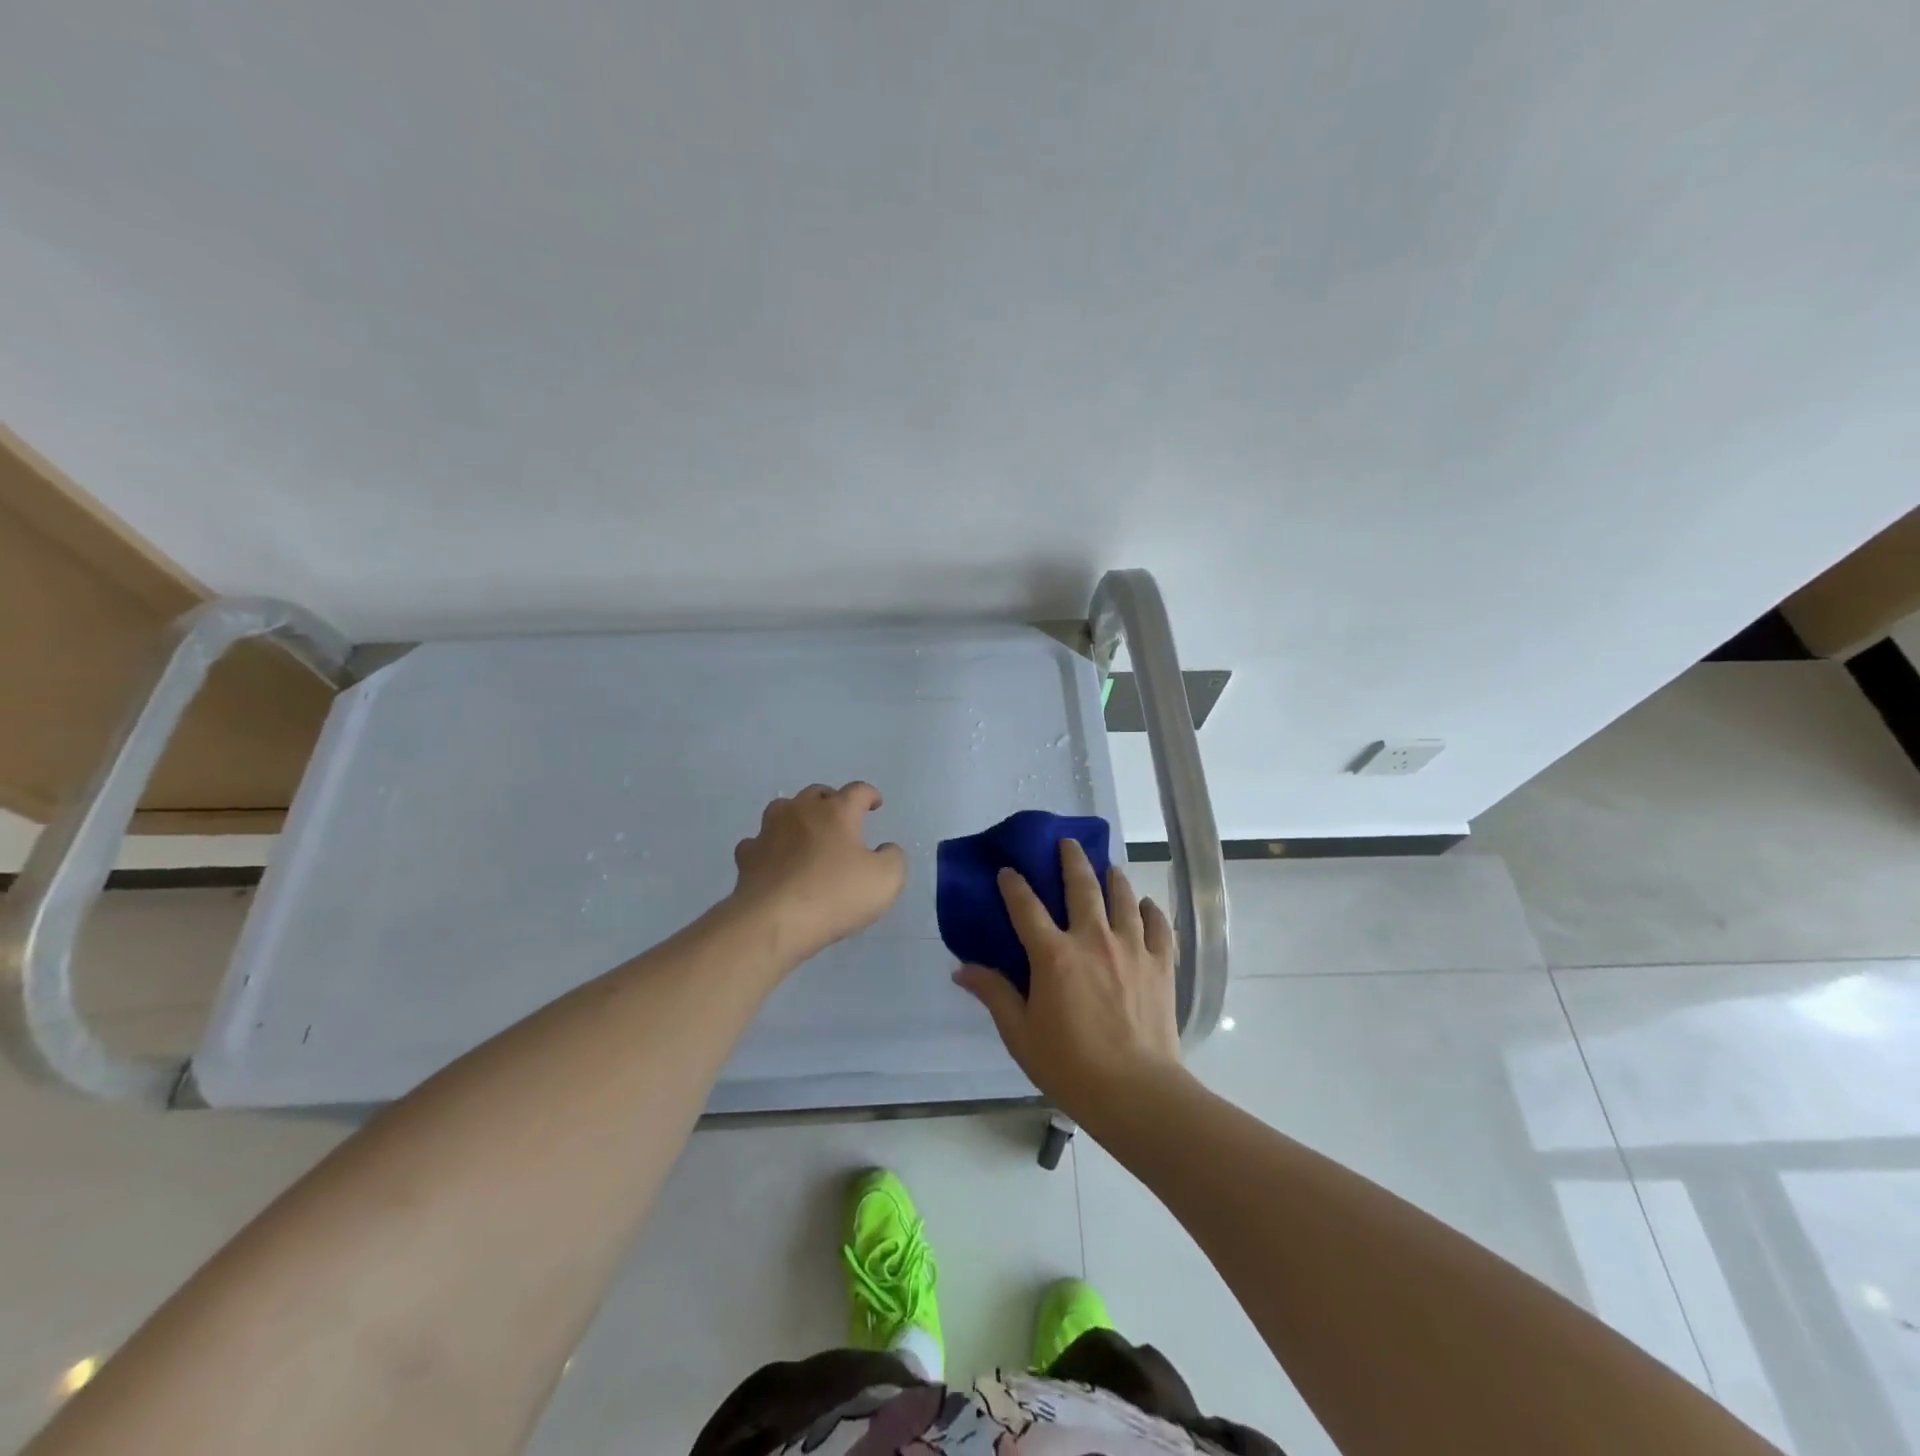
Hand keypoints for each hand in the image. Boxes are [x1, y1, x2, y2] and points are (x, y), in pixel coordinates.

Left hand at [729, 782, 907, 963]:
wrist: (774, 922)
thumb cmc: (835, 895)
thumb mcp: (886, 880)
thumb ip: (893, 858)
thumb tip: (884, 849)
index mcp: (836, 811)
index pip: (857, 791)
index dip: (869, 795)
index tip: (875, 803)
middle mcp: (800, 812)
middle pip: (817, 793)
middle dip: (831, 801)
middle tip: (841, 819)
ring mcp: (769, 831)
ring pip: (783, 810)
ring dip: (797, 816)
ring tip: (806, 833)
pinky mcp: (747, 857)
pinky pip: (758, 842)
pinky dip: (769, 846)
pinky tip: (774, 860)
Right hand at [954, 839, 1185, 1120]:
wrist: (1136, 1092)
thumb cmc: (1070, 1065)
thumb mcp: (1020, 1033)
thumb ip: (994, 994)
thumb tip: (961, 970)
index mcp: (1054, 955)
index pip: (1026, 906)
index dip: (1014, 884)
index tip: (1007, 870)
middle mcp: (1093, 939)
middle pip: (1082, 885)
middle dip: (1071, 859)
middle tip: (1067, 842)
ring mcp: (1132, 948)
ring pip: (1123, 897)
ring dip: (1113, 877)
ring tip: (1108, 868)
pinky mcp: (1161, 963)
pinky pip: (1158, 925)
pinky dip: (1151, 911)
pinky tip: (1146, 907)